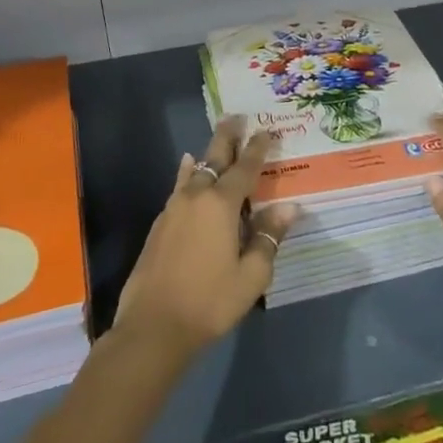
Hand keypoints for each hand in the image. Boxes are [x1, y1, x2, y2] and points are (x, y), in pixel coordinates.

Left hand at [112, 116, 298, 359]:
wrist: (153, 326)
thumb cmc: (210, 301)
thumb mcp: (251, 275)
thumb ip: (268, 237)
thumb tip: (288, 207)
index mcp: (221, 205)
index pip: (245, 168)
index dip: (257, 149)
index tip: (267, 130)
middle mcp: (196, 197)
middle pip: (214, 158)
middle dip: (227, 137)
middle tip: (236, 116)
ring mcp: (173, 209)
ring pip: (194, 172)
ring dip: (207, 155)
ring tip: (214, 143)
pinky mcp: (160, 224)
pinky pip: (179, 188)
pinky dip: (188, 175)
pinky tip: (188, 173)